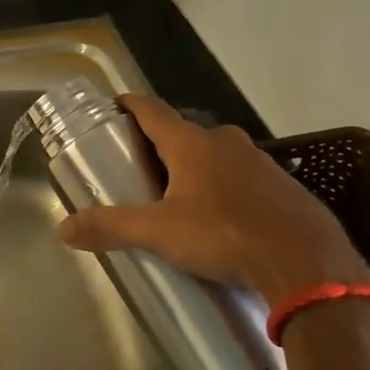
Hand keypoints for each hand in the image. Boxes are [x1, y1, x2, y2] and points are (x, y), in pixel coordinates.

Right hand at [56, 95, 368, 304]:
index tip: (113, 108)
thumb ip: (111, 227)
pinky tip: (220, 218)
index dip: (129, 106)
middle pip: (183, 134)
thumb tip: (63, 229)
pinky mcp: (282, 186)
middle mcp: (226, 142)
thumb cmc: (224, 236)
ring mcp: (259, 162)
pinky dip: (224, 188)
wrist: (306, 263)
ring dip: (194, 168)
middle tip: (138, 169)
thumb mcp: (159, 233)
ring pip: (216, 156)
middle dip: (159, 147)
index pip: (151, 110)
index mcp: (192, 144)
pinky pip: (242, 178)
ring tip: (176, 197)